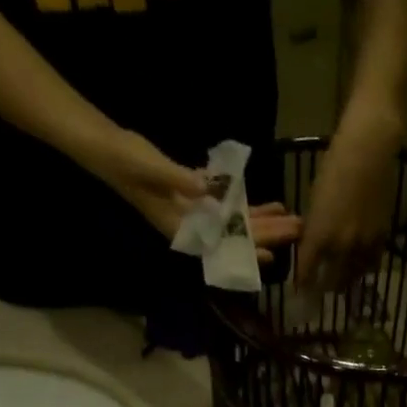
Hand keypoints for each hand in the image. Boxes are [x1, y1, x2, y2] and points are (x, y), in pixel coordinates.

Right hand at [94, 129, 301, 261]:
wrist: (110, 150)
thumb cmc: (127, 162)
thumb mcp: (151, 169)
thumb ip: (178, 179)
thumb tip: (205, 189)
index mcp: (181, 227)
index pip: (220, 245)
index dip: (244, 251)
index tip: (270, 256)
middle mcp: (194, 226)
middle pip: (236, 235)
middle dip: (266, 234)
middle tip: (296, 231)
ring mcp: (197, 212)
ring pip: (237, 222)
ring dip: (263, 221)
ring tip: (292, 220)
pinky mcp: (198, 195)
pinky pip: (229, 205)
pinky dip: (249, 206)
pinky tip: (271, 204)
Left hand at [297, 106, 400, 291]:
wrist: (369, 150)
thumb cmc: (334, 167)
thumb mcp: (315, 202)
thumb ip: (314, 231)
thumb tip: (311, 250)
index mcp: (319, 237)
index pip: (306, 273)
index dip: (302, 285)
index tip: (300, 292)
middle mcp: (341, 247)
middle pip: (331, 283)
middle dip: (324, 289)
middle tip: (321, 291)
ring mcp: (363, 245)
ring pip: (353, 277)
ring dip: (345, 282)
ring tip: (341, 282)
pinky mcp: (382, 238)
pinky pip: (372, 264)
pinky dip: (364, 268)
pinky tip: (360, 266)